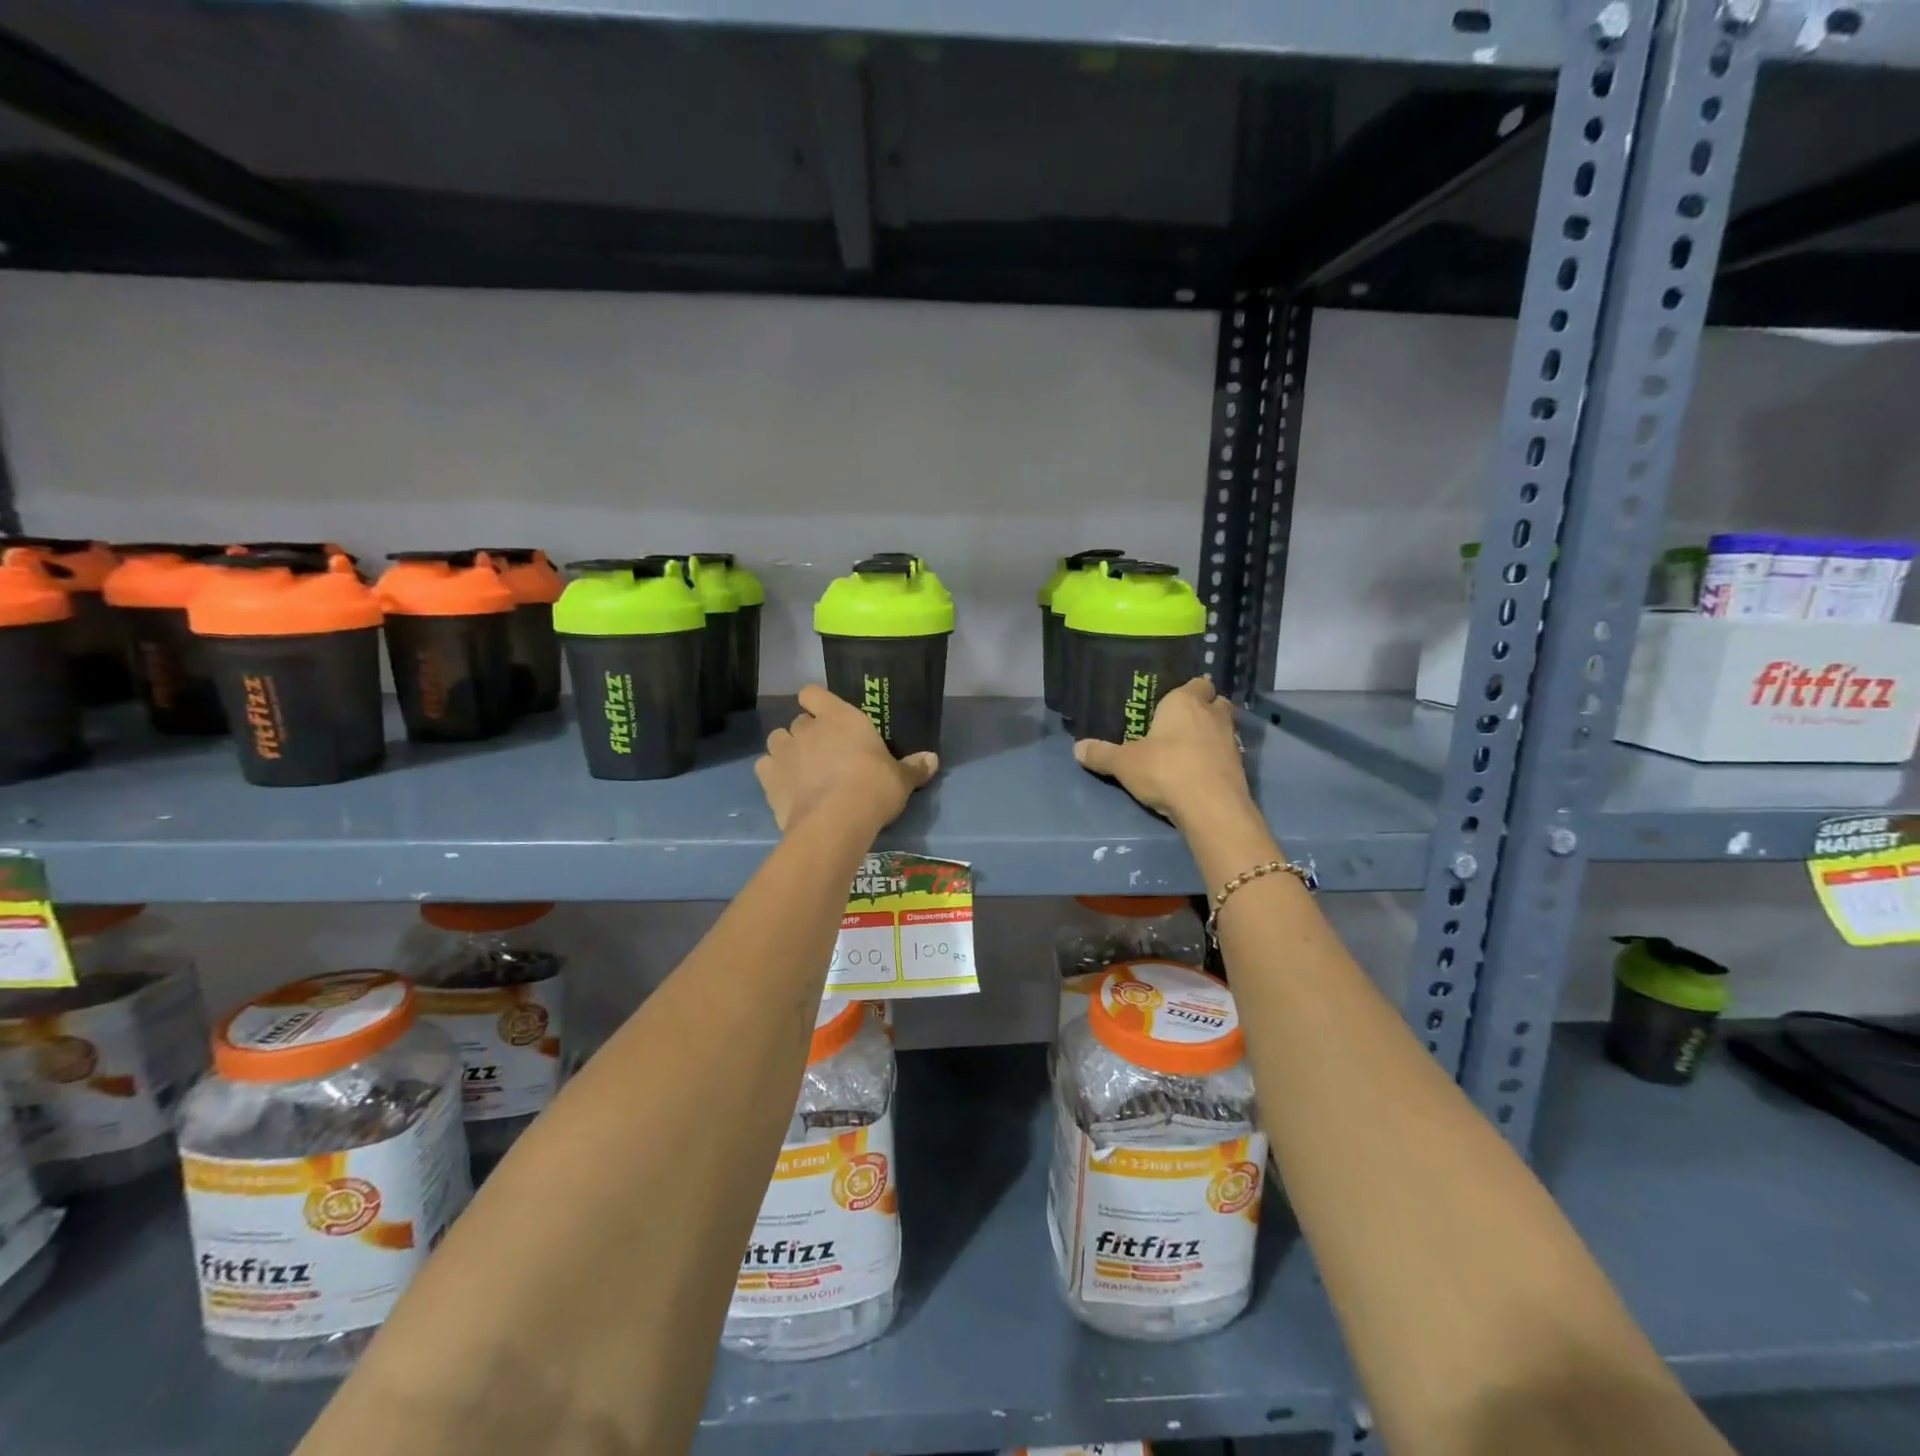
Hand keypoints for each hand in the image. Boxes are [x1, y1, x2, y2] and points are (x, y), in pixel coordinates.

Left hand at [756, 684, 937, 833]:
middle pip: (798, 721)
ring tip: (800, 769)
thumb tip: (933, 759)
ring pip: (776, 739)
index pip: (813, 693)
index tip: (826, 717)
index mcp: (840, 717)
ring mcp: (784, 752)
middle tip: (823, 754)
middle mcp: (807, 728)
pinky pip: (764, 768)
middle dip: (806, 734)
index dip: (816, 703)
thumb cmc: (874, 788)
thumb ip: (914, 767)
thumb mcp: (901, 779)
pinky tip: (786, 789)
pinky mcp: (768, 779)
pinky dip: (772, 775)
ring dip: (786, 751)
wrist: (836, 820)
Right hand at [1075, 677, 1254, 827]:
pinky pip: (1226, 754)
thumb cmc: (1165, 770)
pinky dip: (1215, 759)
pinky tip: (1199, 771)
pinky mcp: (1240, 767)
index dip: (1187, 690)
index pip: (1196, 683)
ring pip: (1224, 728)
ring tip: (1188, 749)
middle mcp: (1213, 714)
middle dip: (1203, 709)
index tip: (1171, 701)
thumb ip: (1102, 754)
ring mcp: (1231, 741)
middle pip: (1215, 702)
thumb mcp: (1124, 763)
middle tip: (1181, 723)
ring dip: (1210, 735)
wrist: (1211, 808)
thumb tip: (1077, 748)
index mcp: (1185, 701)